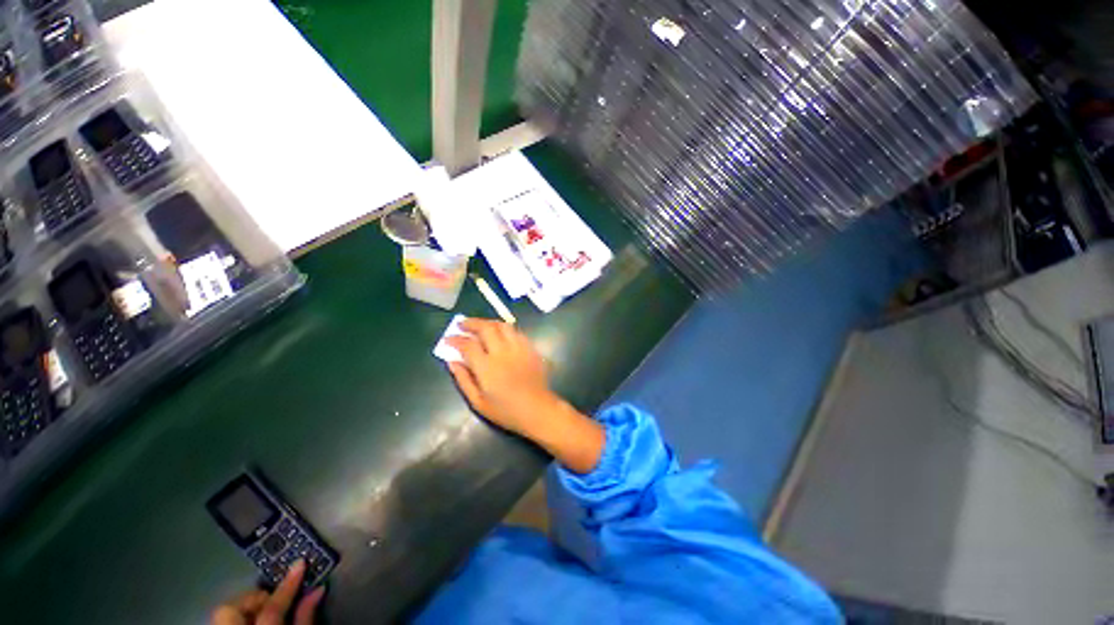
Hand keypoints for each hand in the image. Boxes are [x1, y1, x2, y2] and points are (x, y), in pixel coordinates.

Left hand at [211, 560, 323, 624]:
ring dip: (245, 606)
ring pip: (224, 610)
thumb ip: (304, 618)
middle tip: (275, 599)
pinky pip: (223, 618)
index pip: (271, 607)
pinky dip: (239, 614)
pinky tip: (251, 617)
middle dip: (254, 598)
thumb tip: (317, 589)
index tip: (300, 562)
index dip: (287, 585)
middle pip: (233, 606)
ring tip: (263, 610)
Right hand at [446, 318, 604, 473]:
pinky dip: (504, 329)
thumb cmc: (505, 410)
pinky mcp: (530, 348)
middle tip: (462, 325)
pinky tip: (500, 335)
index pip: (468, 344)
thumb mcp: (478, 402)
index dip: (455, 339)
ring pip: (502, 325)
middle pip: (486, 328)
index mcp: (487, 366)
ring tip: (480, 327)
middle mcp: (503, 352)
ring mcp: (519, 348)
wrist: (537, 409)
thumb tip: (452, 362)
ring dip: (488, 323)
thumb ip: (463, 380)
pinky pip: (516, 332)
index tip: (448, 339)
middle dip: (471, 323)